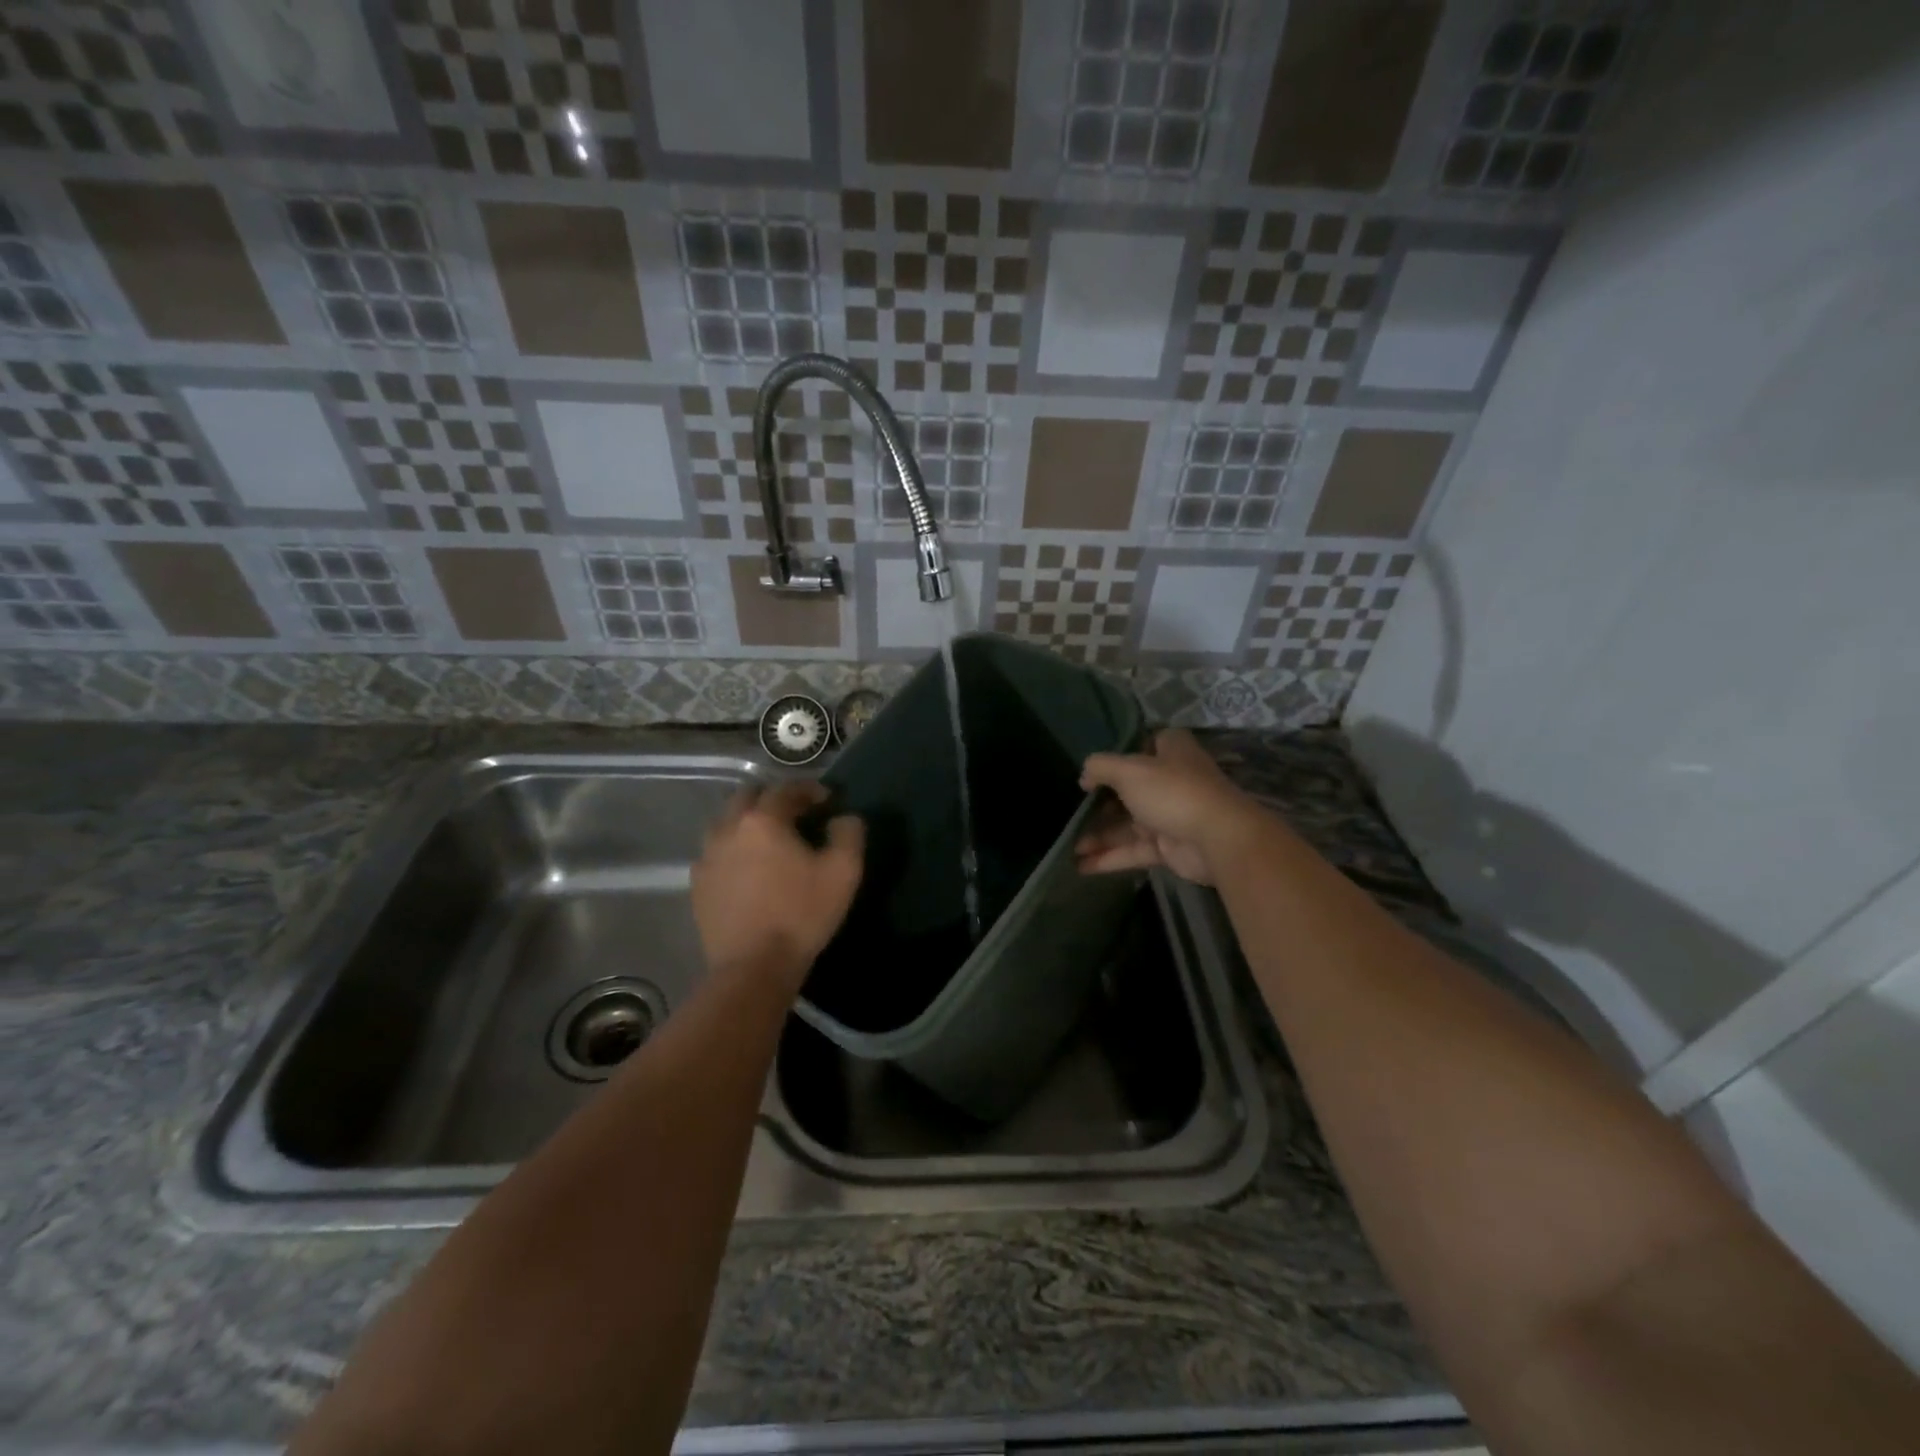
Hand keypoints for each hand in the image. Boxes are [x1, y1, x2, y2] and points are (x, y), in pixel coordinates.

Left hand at [691, 782, 863, 995]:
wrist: (754, 967)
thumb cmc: (802, 914)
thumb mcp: (844, 871)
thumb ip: (848, 833)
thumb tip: (843, 818)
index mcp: (764, 820)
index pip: (787, 789)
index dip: (809, 789)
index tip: (827, 800)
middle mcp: (729, 828)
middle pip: (748, 796)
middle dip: (773, 798)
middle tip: (796, 813)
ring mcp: (707, 856)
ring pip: (726, 822)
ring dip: (749, 821)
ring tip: (769, 839)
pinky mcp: (698, 884)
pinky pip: (715, 852)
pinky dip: (733, 848)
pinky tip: (748, 867)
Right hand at [1076, 729, 1262, 885]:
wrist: (1218, 839)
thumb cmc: (1172, 792)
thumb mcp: (1129, 770)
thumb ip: (1101, 767)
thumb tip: (1084, 776)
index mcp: (1170, 752)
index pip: (1144, 745)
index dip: (1119, 755)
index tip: (1093, 769)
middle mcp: (1170, 781)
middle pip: (1128, 790)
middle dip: (1099, 804)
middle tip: (1070, 813)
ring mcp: (1170, 815)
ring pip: (1128, 824)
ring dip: (1099, 835)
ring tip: (1068, 845)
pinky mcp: (1169, 847)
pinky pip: (1134, 850)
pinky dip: (1110, 857)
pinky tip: (1081, 866)